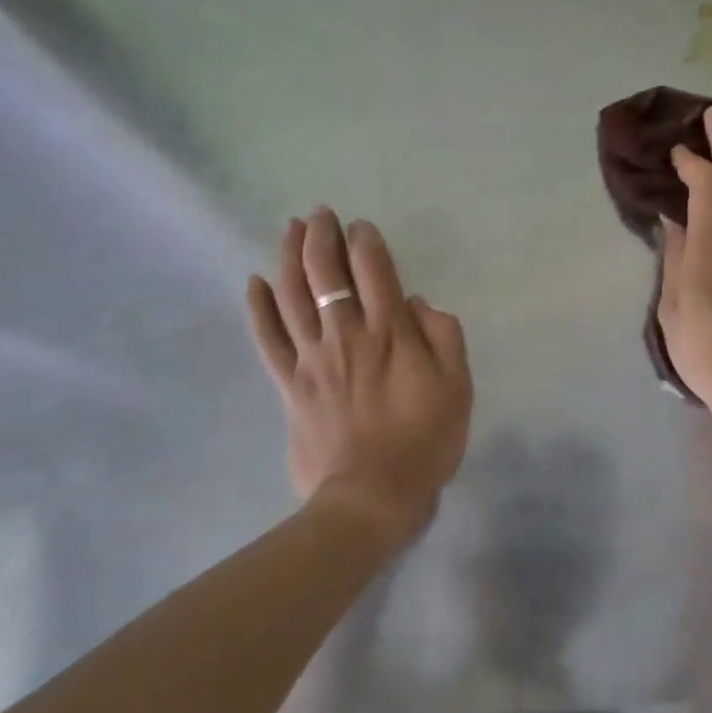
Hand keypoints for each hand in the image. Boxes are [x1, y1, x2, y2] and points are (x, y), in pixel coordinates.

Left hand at [246, 209, 472, 544]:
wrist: (372, 498)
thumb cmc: (424, 441)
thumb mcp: (458, 386)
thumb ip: (444, 336)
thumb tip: (417, 302)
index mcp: (390, 332)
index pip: (372, 269)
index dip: (364, 241)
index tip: (359, 226)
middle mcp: (346, 334)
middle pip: (325, 272)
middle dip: (321, 236)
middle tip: (320, 214)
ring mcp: (312, 359)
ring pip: (293, 295)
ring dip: (289, 257)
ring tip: (289, 229)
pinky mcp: (290, 385)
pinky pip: (268, 340)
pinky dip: (258, 308)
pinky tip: (254, 283)